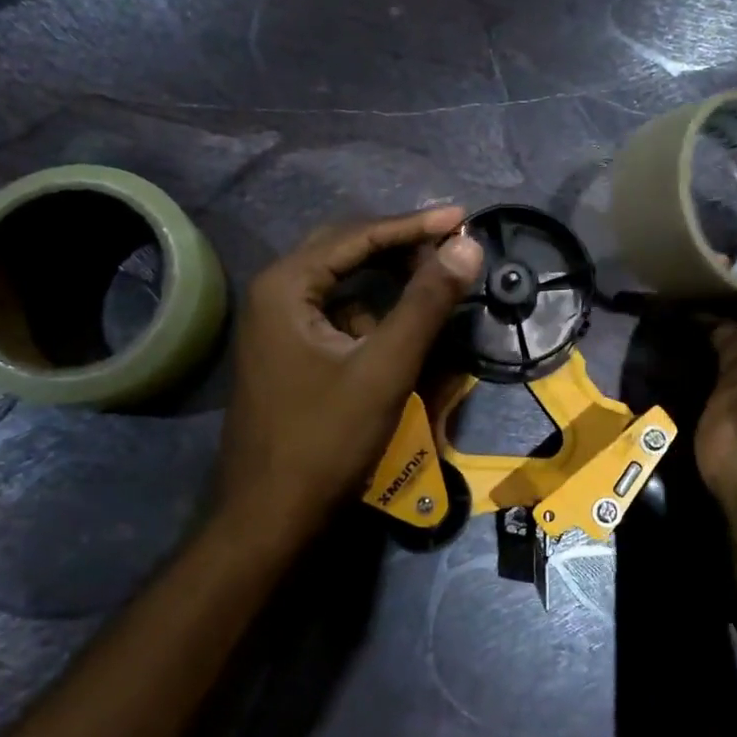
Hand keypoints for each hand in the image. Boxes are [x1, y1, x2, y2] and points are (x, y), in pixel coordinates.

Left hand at [214, 206, 483, 543]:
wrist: (270, 518)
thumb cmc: (325, 440)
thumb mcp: (384, 368)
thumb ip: (426, 303)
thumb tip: (467, 246)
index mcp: (286, 286)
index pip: (358, 235)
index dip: (415, 225)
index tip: (464, 218)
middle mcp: (275, 294)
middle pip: (345, 249)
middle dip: (400, 245)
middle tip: (453, 244)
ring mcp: (277, 325)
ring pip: (342, 282)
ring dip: (388, 278)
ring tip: (435, 276)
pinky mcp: (289, 352)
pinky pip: (337, 314)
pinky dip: (373, 311)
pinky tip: (402, 324)